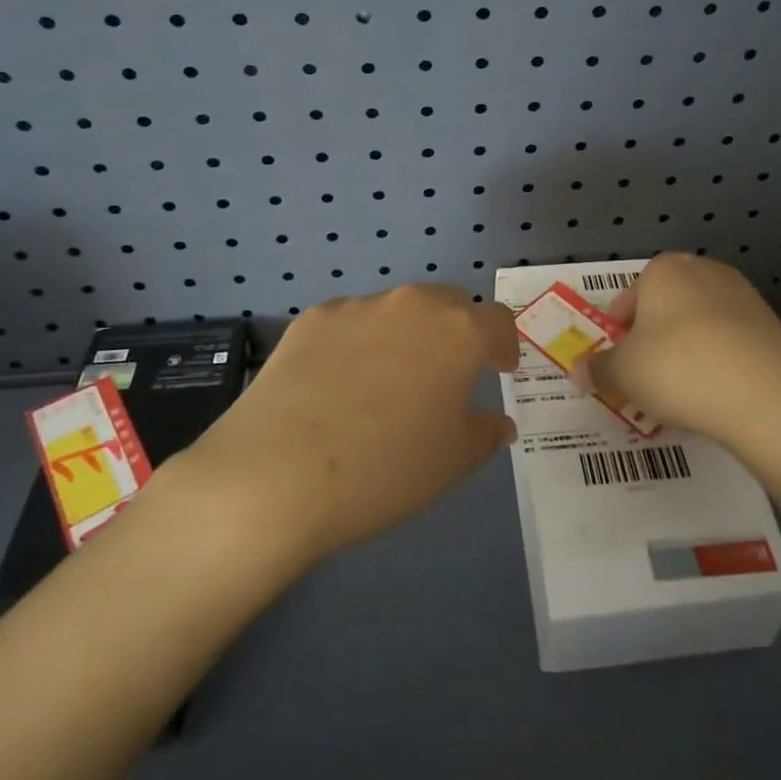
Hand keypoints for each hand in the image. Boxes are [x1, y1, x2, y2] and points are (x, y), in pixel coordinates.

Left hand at [184, 284, 519, 568]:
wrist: (276, 474)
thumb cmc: (384, 470)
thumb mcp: (452, 462)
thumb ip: (485, 433)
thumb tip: (498, 422)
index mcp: (458, 333)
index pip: (498, 321)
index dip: (505, 345)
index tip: (500, 369)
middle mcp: (412, 305)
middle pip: (449, 304)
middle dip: (458, 332)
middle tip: (449, 373)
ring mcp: (357, 307)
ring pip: (397, 311)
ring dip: (406, 337)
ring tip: (387, 383)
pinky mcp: (312, 318)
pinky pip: (351, 324)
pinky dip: (358, 344)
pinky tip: (338, 386)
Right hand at [581, 254, 780, 453]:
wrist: (763, 392)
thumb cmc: (676, 367)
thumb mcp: (623, 373)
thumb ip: (599, 369)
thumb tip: (578, 372)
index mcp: (662, 270)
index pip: (628, 299)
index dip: (618, 334)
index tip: (619, 365)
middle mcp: (702, 270)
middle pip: (666, 307)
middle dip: (654, 340)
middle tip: (647, 379)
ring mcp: (742, 295)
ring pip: (699, 324)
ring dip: (687, 350)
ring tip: (682, 392)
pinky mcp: (771, 324)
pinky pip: (731, 341)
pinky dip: (720, 361)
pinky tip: (716, 394)